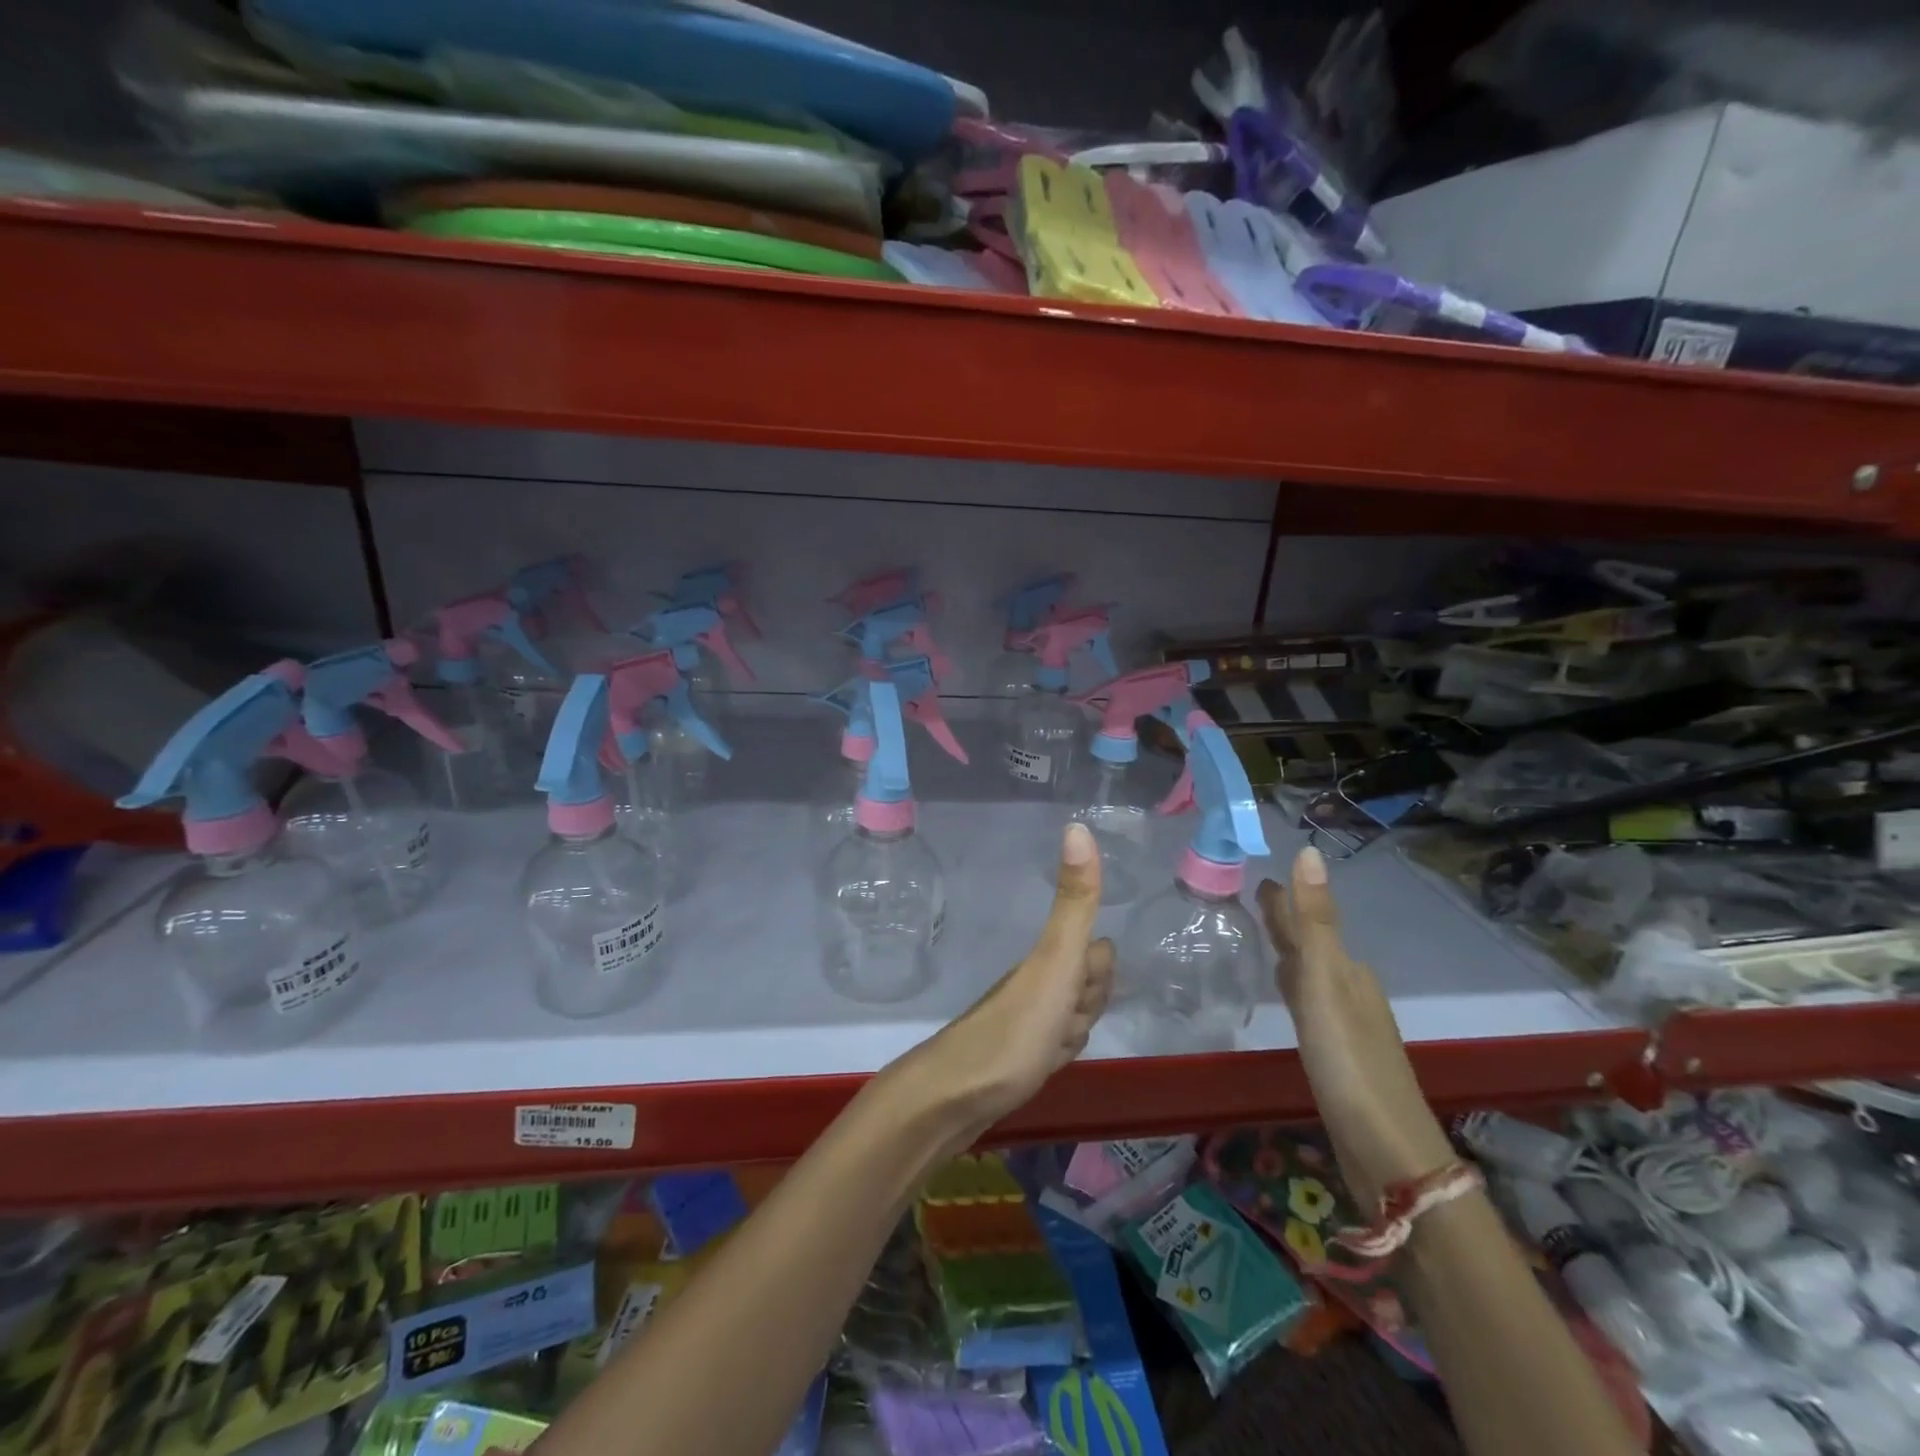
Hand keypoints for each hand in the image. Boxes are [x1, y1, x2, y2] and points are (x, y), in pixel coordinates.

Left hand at [904, 823, 1114, 1137]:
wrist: (954, 1099)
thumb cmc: (1015, 1030)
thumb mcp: (1055, 962)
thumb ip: (1075, 902)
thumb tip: (1077, 826)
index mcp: (1047, 959)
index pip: (1099, 952)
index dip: (1099, 974)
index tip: (1078, 992)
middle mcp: (1035, 982)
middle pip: (1088, 985)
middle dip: (1088, 1007)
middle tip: (1060, 1025)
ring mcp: (1025, 1018)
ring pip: (1073, 1018)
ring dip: (1073, 1037)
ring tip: (1048, 1051)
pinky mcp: (1018, 1054)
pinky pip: (1054, 1046)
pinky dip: (1055, 1058)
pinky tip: (1042, 1068)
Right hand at [1258, 846, 1454, 1207]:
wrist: (1388, 1151)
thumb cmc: (1349, 1060)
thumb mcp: (1326, 984)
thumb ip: (1315, 921)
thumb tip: (1309, 851)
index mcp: (1346, 970)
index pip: (1308, 921)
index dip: (1285, 899)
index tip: (1258, 876)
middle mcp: (1349, 990)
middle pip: (1311, 945)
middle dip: (1286, 921)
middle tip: (1254, 898)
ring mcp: (1345, 1024)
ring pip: (1310, 974)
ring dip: (1289, 953)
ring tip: (1265, 939)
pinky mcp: (1337, 1056)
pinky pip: (1308, 1004)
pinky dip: (1293, 989)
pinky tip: (1287, 997)